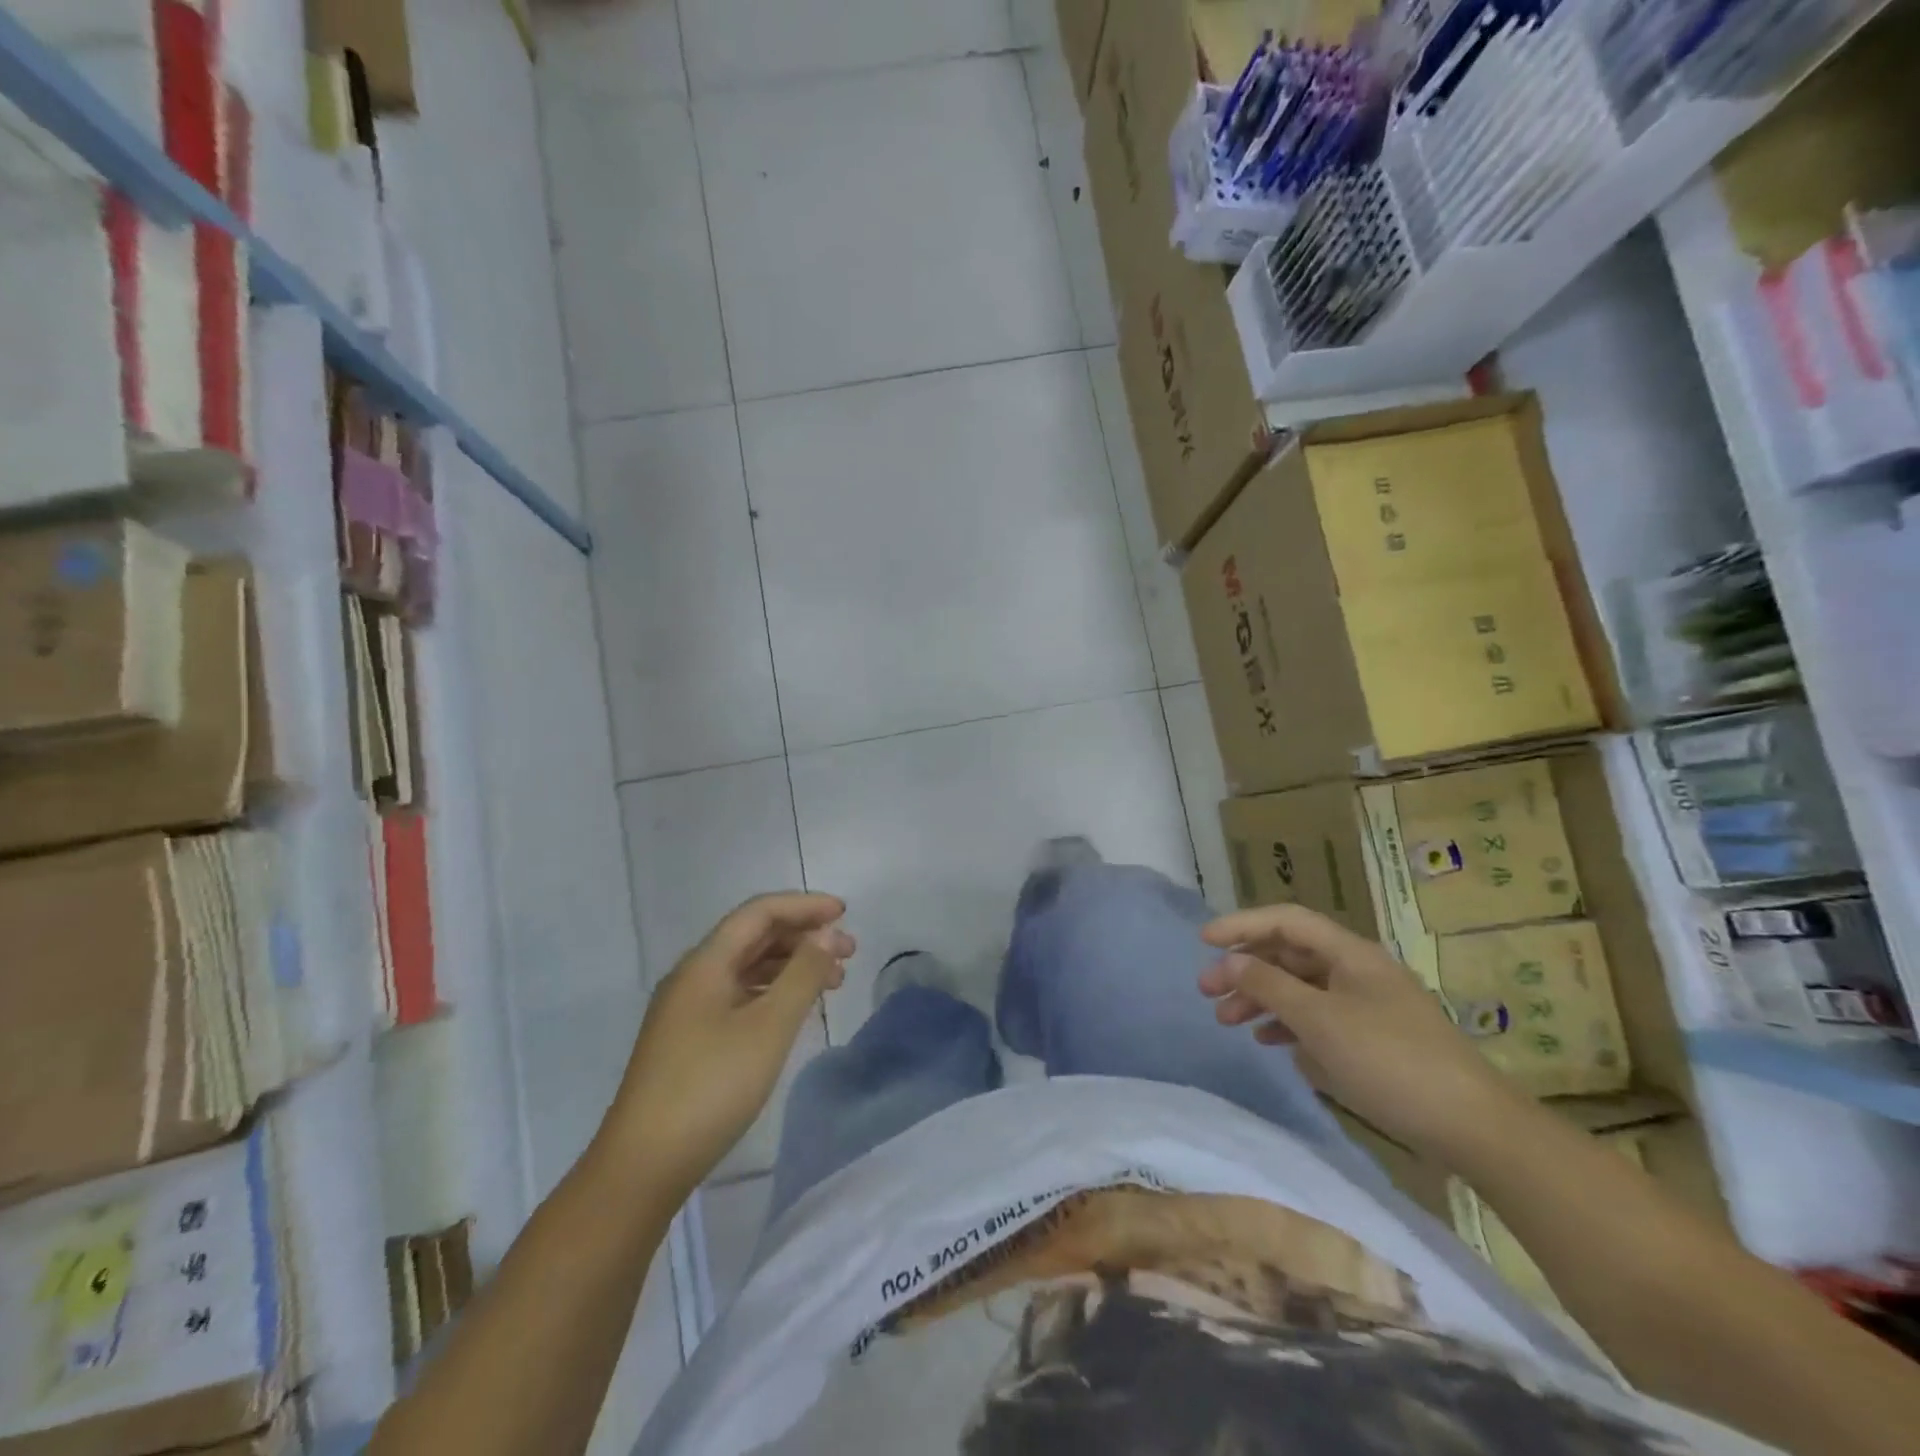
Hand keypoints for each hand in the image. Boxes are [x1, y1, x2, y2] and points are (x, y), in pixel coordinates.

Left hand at [607, 893, 852, 1195]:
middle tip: (848, 952)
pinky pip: (738, 995)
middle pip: (752, 936)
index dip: (804, 906)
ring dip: (790, 965)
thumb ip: (803, 974)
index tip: (844, 913)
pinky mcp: (689, 1039)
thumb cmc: (711, 1087)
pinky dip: (772, 992)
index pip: (759, 912)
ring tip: (832, 981)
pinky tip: (795, 1009)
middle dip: (802, 936)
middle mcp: (693, 976)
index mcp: (705, 963)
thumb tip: (827, 934)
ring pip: (747, 967)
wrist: (643, 1165)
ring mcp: (687, 1009)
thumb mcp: (768, 1027)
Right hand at [1198, 903, 1518, 1156]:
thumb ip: (1269, 986)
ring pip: (1300, 988)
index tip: (1202, 942)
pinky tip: (1270, 1043)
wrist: (1471, 1127)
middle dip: (1244, 969)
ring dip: (1260, 999)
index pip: (1285, 921)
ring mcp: (1366, 1005)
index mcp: (1349, 953)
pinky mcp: (1372, 1040)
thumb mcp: (1319, 1020)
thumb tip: (1229, 961)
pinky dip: (1288, 1025)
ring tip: (1227, 1021)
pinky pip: (1317, 1018)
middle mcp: (1356, 971)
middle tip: (1206, 992)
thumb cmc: (1389, 1060)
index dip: (1241, 925)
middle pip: (1288, 955)